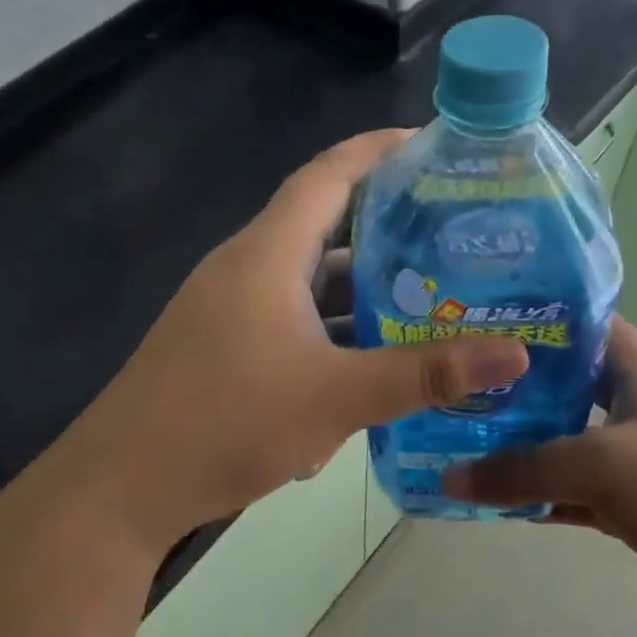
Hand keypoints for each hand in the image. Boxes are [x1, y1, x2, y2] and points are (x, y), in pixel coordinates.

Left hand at [60, 131, 529, 551]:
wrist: (121, 490)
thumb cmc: (225, 424)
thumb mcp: (335, 398)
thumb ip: (424, 375)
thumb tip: (515, 354)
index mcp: (266, 256)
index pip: (327, 176)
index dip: (377, 151)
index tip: (433, 146)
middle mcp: (245, 271)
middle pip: (323, 229)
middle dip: (387, 229)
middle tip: (453, 236)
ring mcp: (229, 314)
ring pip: (308, 286)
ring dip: (361, 293)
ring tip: (428, 301)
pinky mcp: (223, 352)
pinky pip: (290, 325)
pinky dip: (332, 335)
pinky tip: (371, 369)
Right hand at [443, 318, 636, 636]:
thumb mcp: (604, 464)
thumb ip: (525, 469)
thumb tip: (450, 478)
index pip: (588, 327)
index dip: (541, 317)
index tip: (482, 317)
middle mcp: (635, 412)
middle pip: (565, 388)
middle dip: (514, 386)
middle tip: (453, 384)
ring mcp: (634, 465)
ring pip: (563, 447)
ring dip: (518, 448)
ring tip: (456, 438)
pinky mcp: (632, 513)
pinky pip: (570, 497)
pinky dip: (536, 500)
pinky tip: (490, 500)